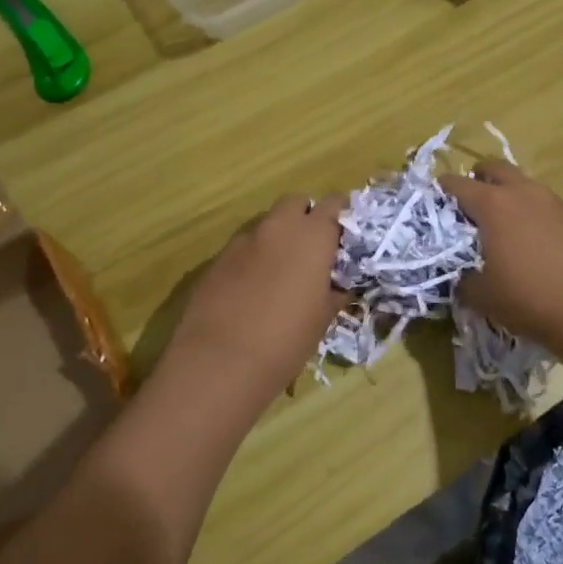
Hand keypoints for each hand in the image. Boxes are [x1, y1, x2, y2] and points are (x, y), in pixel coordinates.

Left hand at [162, 195, 347, 402]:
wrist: (220, 361)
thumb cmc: (286, 339)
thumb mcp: (323, 317)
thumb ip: (334, 291)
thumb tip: (336, 284)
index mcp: (312, 235)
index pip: (334, 204)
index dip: (341, 217)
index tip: (344, 239)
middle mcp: (278, 227)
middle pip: (296, 202)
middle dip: (306, 217)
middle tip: (313, 251)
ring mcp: (244, 240)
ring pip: (268, 223)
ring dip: (279, 237)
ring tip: (282, 273)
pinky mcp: (218, 258)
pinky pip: (245, 247)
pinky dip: (255, 257)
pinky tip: (253, 289)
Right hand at [440, 161, 562, 355]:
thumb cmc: (530, 299)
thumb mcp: (482, 297)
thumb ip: (464, 281)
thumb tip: (463, 277)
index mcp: (493, 205)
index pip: (458, 185)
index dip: (442, 190)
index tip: (433, 201)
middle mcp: (523, 192)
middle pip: (494, 168)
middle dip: (477, 179)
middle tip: (468, 203)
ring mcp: (553, 201)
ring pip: (523, 184)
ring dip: (507, 194)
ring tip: (500, 224)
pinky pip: (543, 203)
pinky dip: (530, 212)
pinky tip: (531, 240)